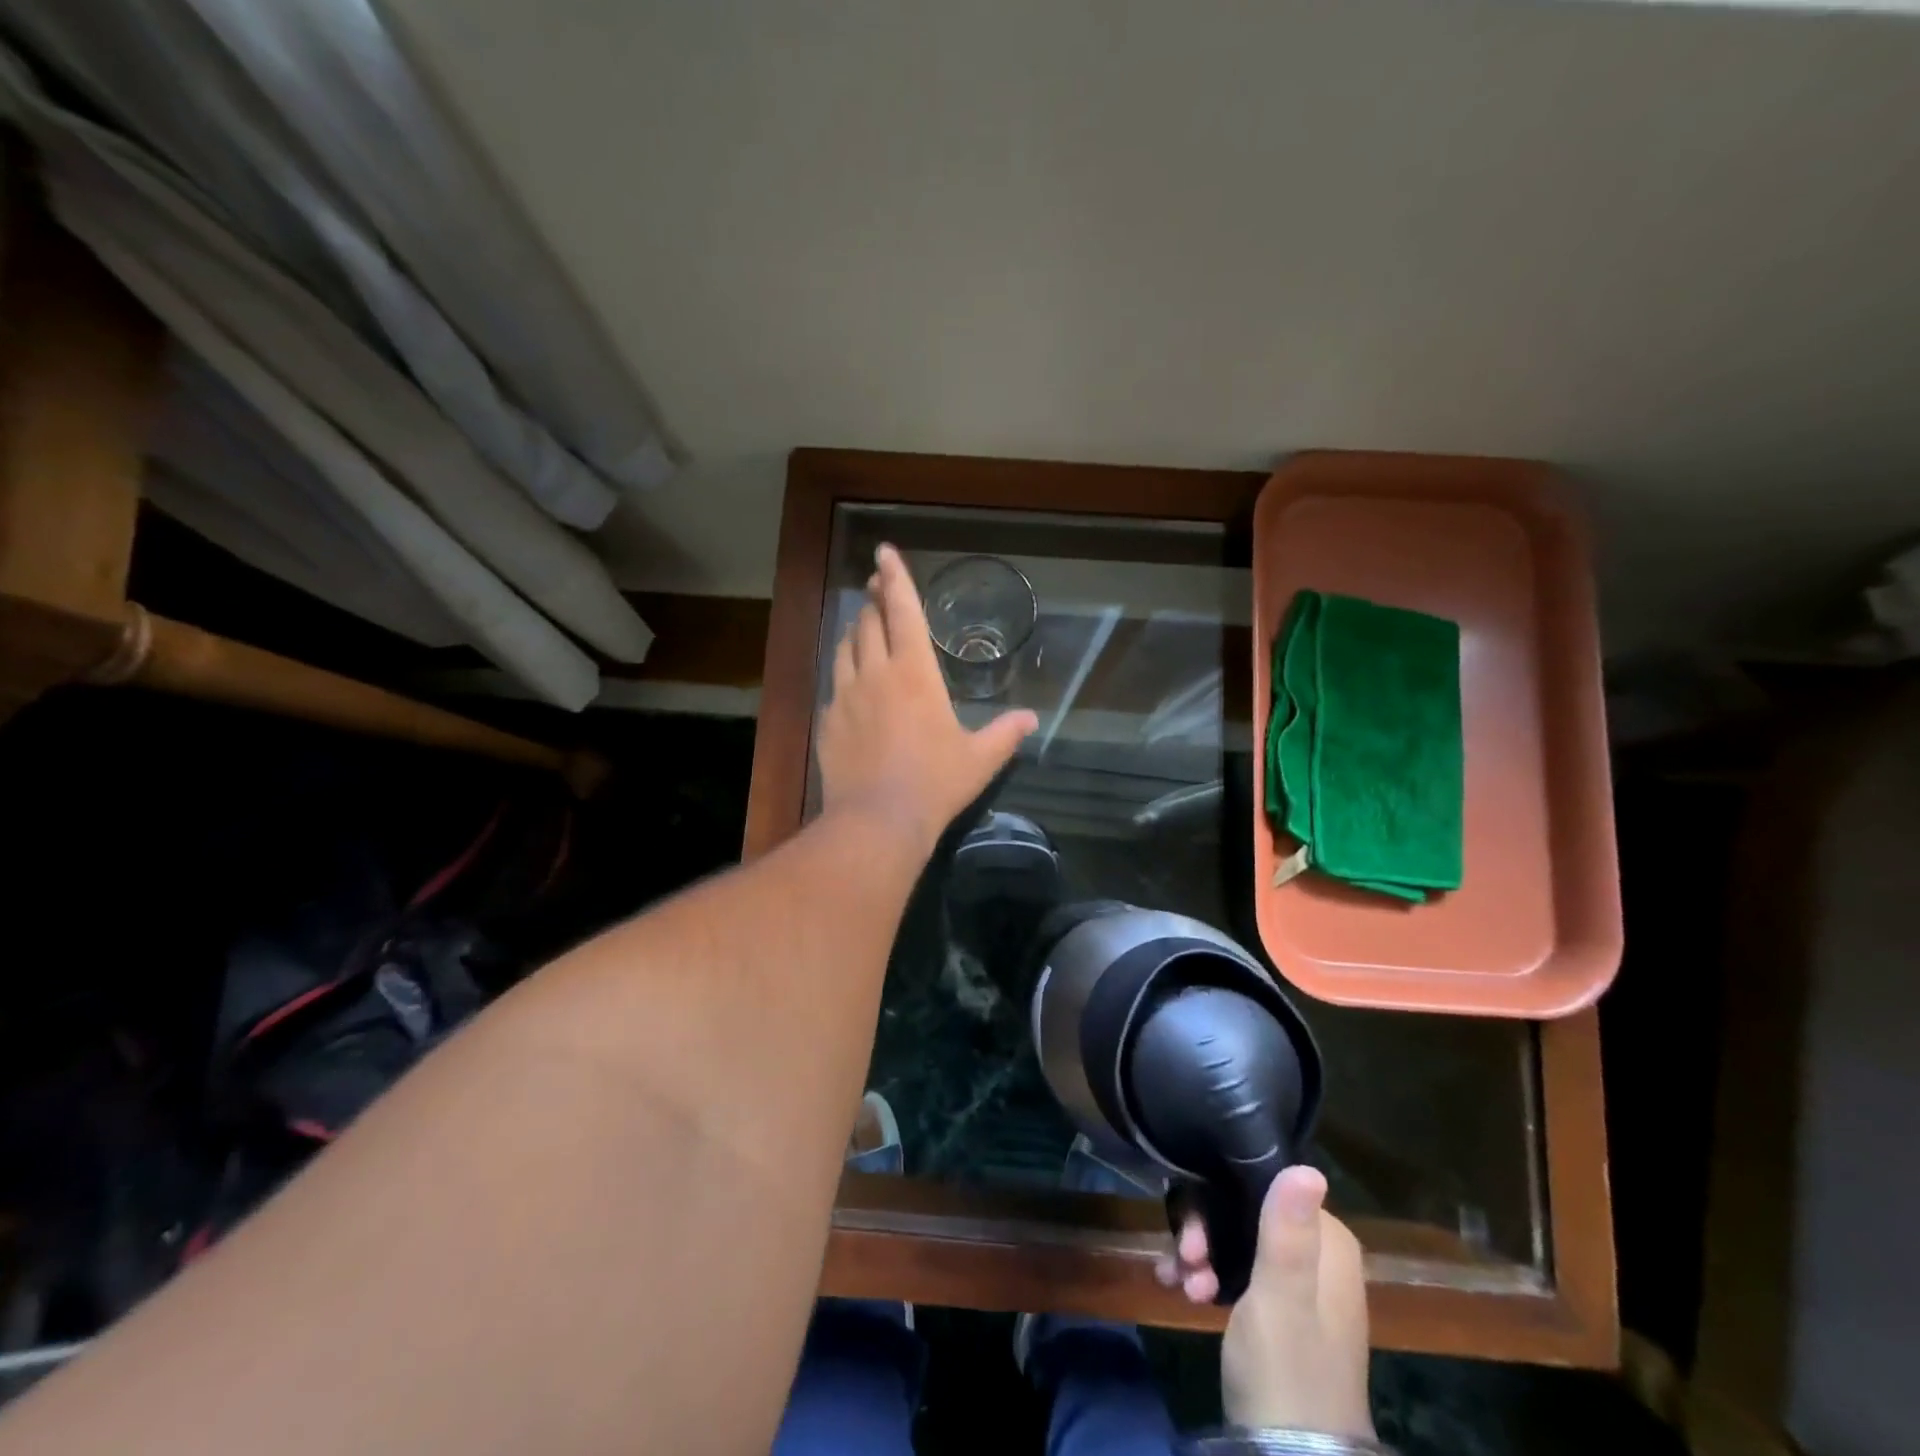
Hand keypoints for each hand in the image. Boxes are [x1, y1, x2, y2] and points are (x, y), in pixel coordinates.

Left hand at [816, 544, 1037, 852]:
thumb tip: (1031, 719)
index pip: (903, 610)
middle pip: (868, 620)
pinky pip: (833, 683)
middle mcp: (875, 672)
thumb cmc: (935, 783)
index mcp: (915, 672)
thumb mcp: (980, 759)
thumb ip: (1005, 734)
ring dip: (856, 630)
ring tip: (864, 626)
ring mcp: (845, 695)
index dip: (895, 577)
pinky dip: (844, 671)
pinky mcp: (827, 720)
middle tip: (877, 588)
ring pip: (845, 646)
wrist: (877, 821)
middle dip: (873, 599)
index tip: (884, 552)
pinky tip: (850, 683)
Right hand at [1156, 1166, 1373, 1437]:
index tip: (1193, 1232)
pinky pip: (1236, 1269)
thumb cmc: (1286, 1371)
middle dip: (1206, 1233)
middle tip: (1184, 1260)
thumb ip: (1287, 1233)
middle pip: (1245, 1212)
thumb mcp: (1281, 1298)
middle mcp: (1316, 1253)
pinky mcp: (1278, 1310)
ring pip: (1235, 1239)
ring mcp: (1298, 1284)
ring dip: (1201, 1255)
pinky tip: (1182, 1290)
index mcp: (1328, 1243)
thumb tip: (1309, 1166)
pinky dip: (1208, 1275)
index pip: (1264, 1184)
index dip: (1221, 1199)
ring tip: (1181, 1283)